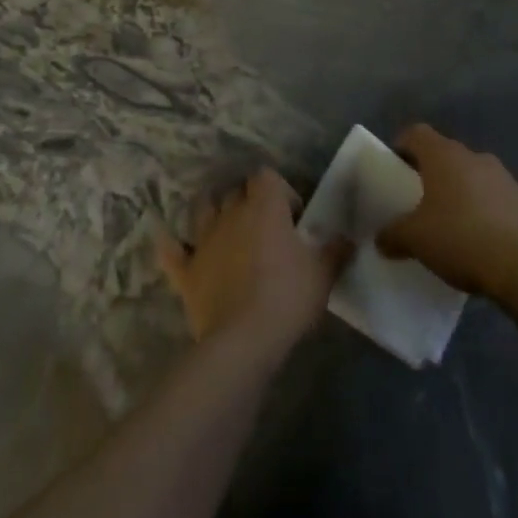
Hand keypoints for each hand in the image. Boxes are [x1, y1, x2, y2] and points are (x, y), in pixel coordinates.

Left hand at [158, 169, 350, 362]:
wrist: (243, 340)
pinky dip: (171, 246)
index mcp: (264, 206)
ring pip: (202, 207)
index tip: (293, 218)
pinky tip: (169, 243)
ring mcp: (204, 240)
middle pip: (236, 191)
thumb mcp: (323, 274)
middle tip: (265, 228)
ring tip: (224, 226)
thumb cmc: (287, 297)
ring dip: (212, 210)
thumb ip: (336, 250)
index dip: (280, 191)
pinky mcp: (186, 270)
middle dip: (249, 201)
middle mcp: (230, 213)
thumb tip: (348, 237)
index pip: (267, 176)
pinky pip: (171, 251)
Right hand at [377, 126, 517, 300]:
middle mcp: (475, 157)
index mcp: (444, 156)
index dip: (402, 146)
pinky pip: (497, 199)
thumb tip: (381, 239)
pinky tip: (482, 241)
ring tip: (452, 225)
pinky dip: (486, 211)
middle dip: (431, 174)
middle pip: (445, 154)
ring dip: (461, 192)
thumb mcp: (415, 240)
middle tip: (420, 202)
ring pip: (473, 176)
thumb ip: (392, 234)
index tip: (395, 170)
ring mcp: (505, 177)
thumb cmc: (461, 239)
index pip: (416, 133)